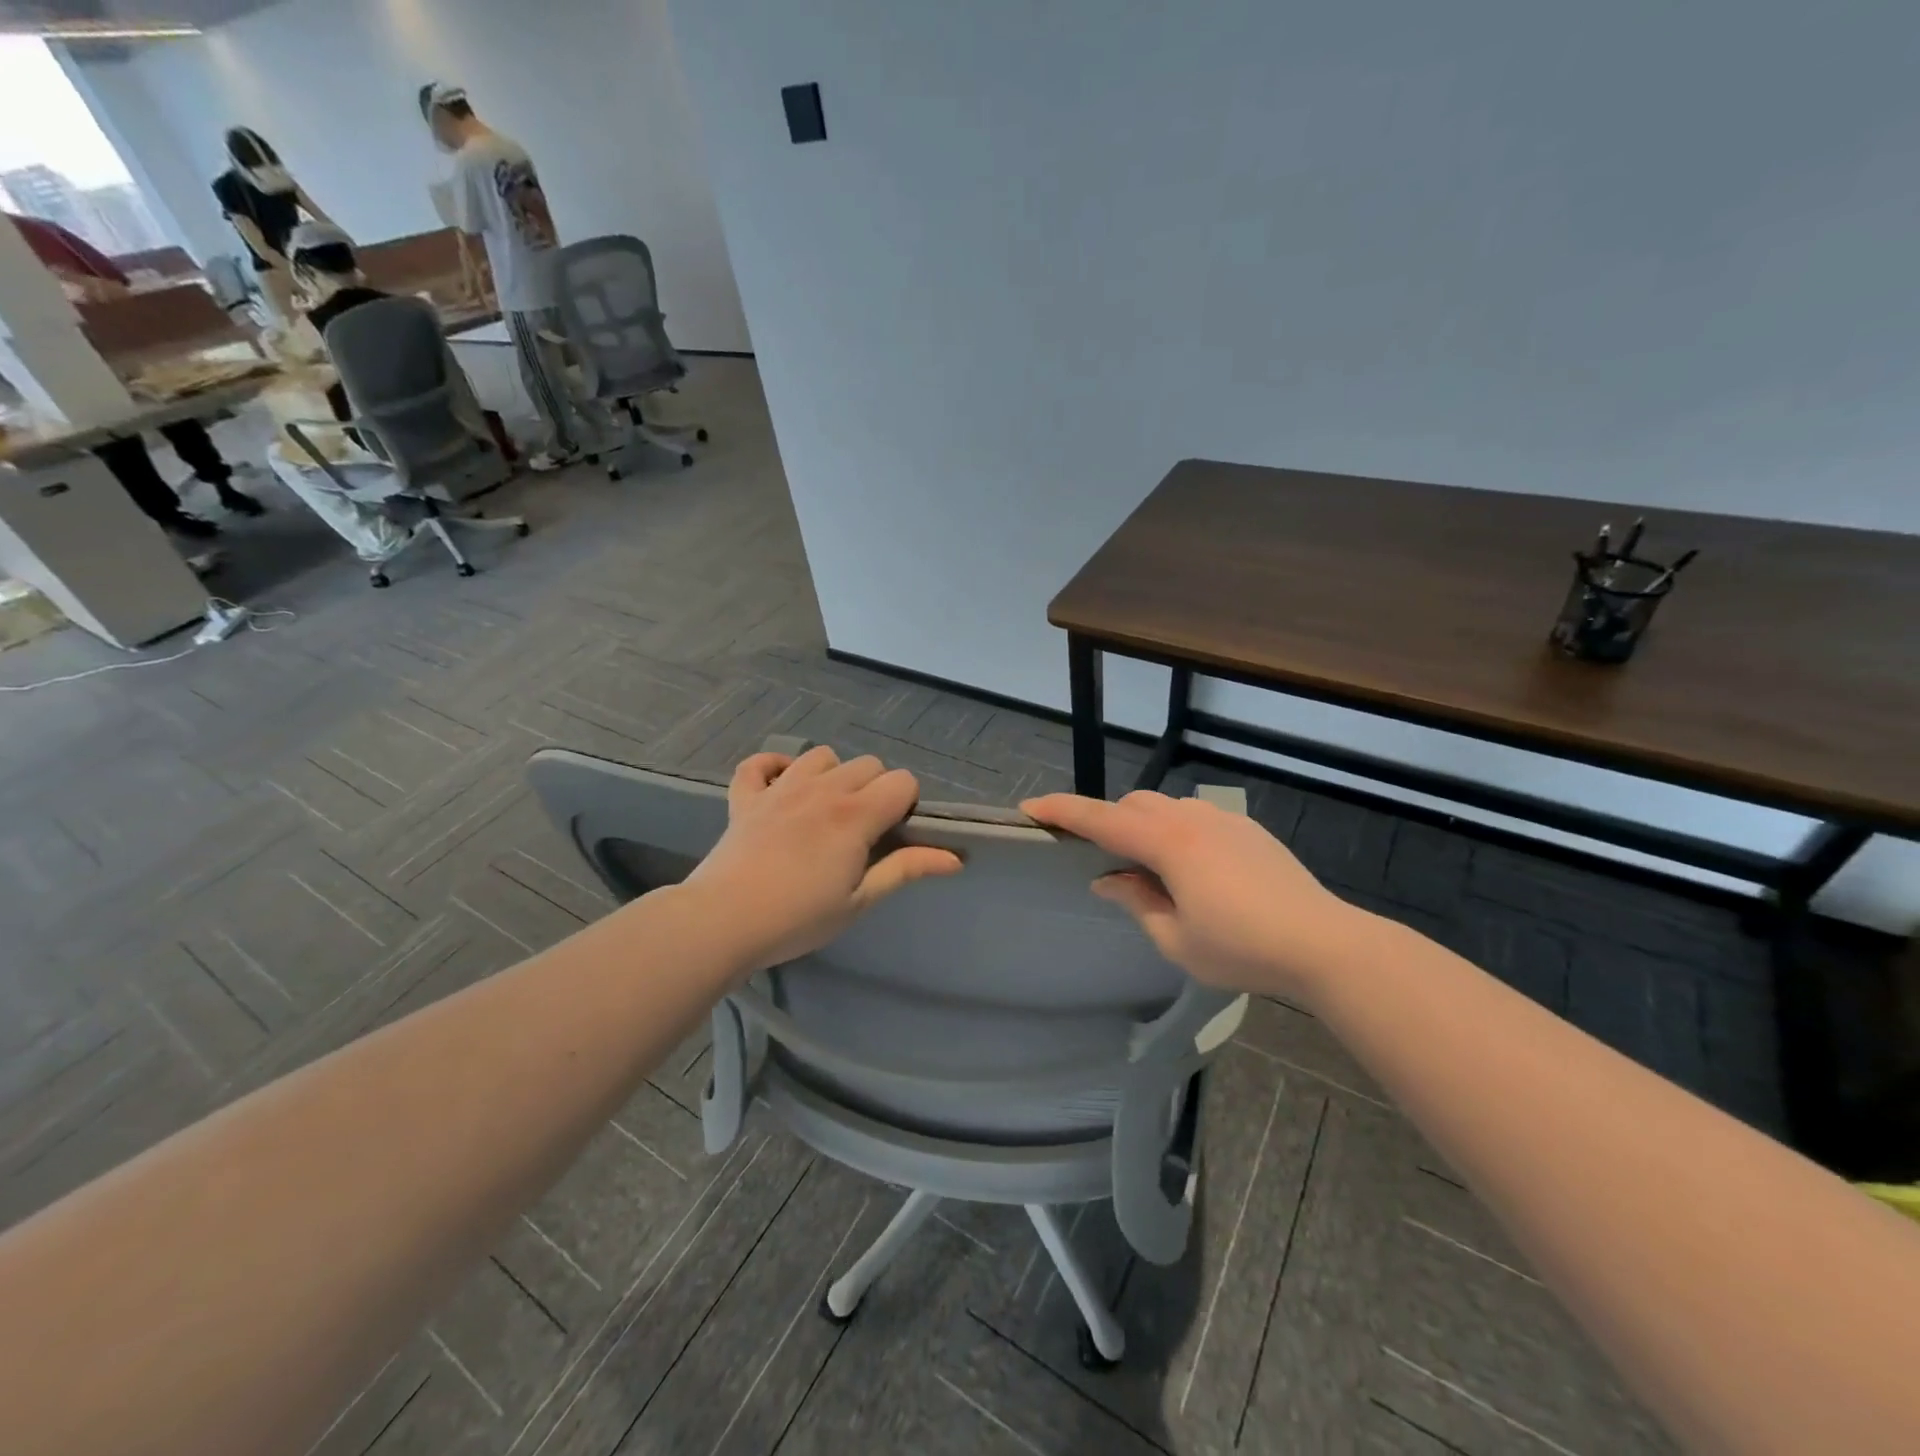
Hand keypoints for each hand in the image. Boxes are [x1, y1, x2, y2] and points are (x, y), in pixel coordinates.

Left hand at [689, 747, 962, 972]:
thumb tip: (956, 858)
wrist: (722, 921)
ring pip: (821, 755)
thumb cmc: (798, 918)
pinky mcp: (745, 797)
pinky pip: (759, 763)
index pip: (902, 781)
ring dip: (832, 775)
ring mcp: (780, 788)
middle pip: (867, 764)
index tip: (892, 836)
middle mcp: (822, 789)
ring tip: (825, 810)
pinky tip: (780, 788)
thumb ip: (906, 870)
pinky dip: (773, 768)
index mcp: (855, 814)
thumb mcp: (860, 900)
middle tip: (862, 832)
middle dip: (875, 789)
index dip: (906, 804)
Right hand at [1021, 791, 1358, 1001]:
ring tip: (1151, 871)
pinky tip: (1194, 871)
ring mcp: (1223, 820)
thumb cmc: (1243, 949)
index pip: (1102, 819)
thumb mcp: (1177, 940)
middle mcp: (1192, 819)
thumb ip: (1136, 902)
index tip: (1030, 810)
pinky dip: (1175, 831)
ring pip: (1166, 807)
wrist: (1325, 943)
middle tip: (1102, 862)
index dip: (1063, 812)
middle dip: (1107, 822)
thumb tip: (1108, 879)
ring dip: (1143, 826)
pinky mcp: (1247, 829)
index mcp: (1169, 844)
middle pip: (1133, 805)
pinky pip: (1195, 817)